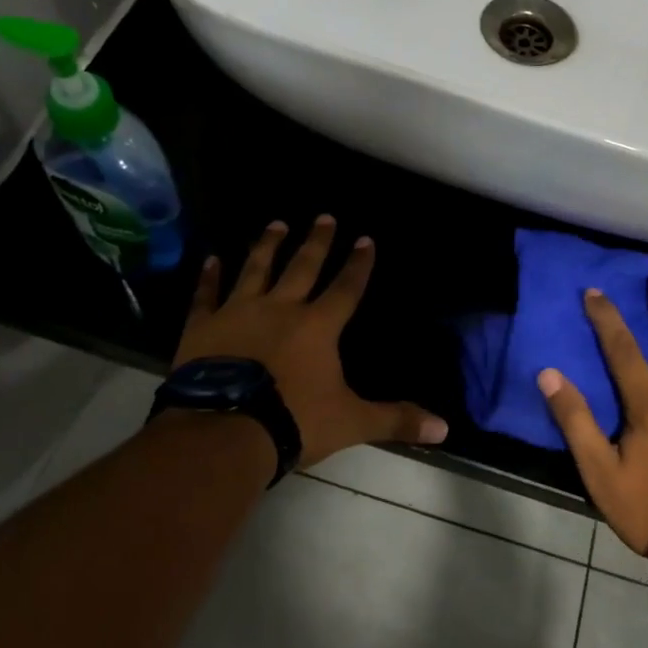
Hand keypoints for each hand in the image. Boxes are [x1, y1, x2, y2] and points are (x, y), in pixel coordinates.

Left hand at [172, 216, 448, 467]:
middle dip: (317, 242)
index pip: (346, 288)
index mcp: (318, 326)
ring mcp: (238, 313)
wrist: (225, 430)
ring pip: (256, 269)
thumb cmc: (294, 421)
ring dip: (267, 245)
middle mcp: (280, 308)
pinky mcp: (202, 327)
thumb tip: (444, 428)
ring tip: (276, 224)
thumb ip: (395, 419)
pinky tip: (211, 259)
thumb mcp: (351, 422)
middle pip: (302, 267)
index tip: (365, 239)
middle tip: (324, 217)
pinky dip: (208, 277)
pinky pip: (206, 295)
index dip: (358, 264)